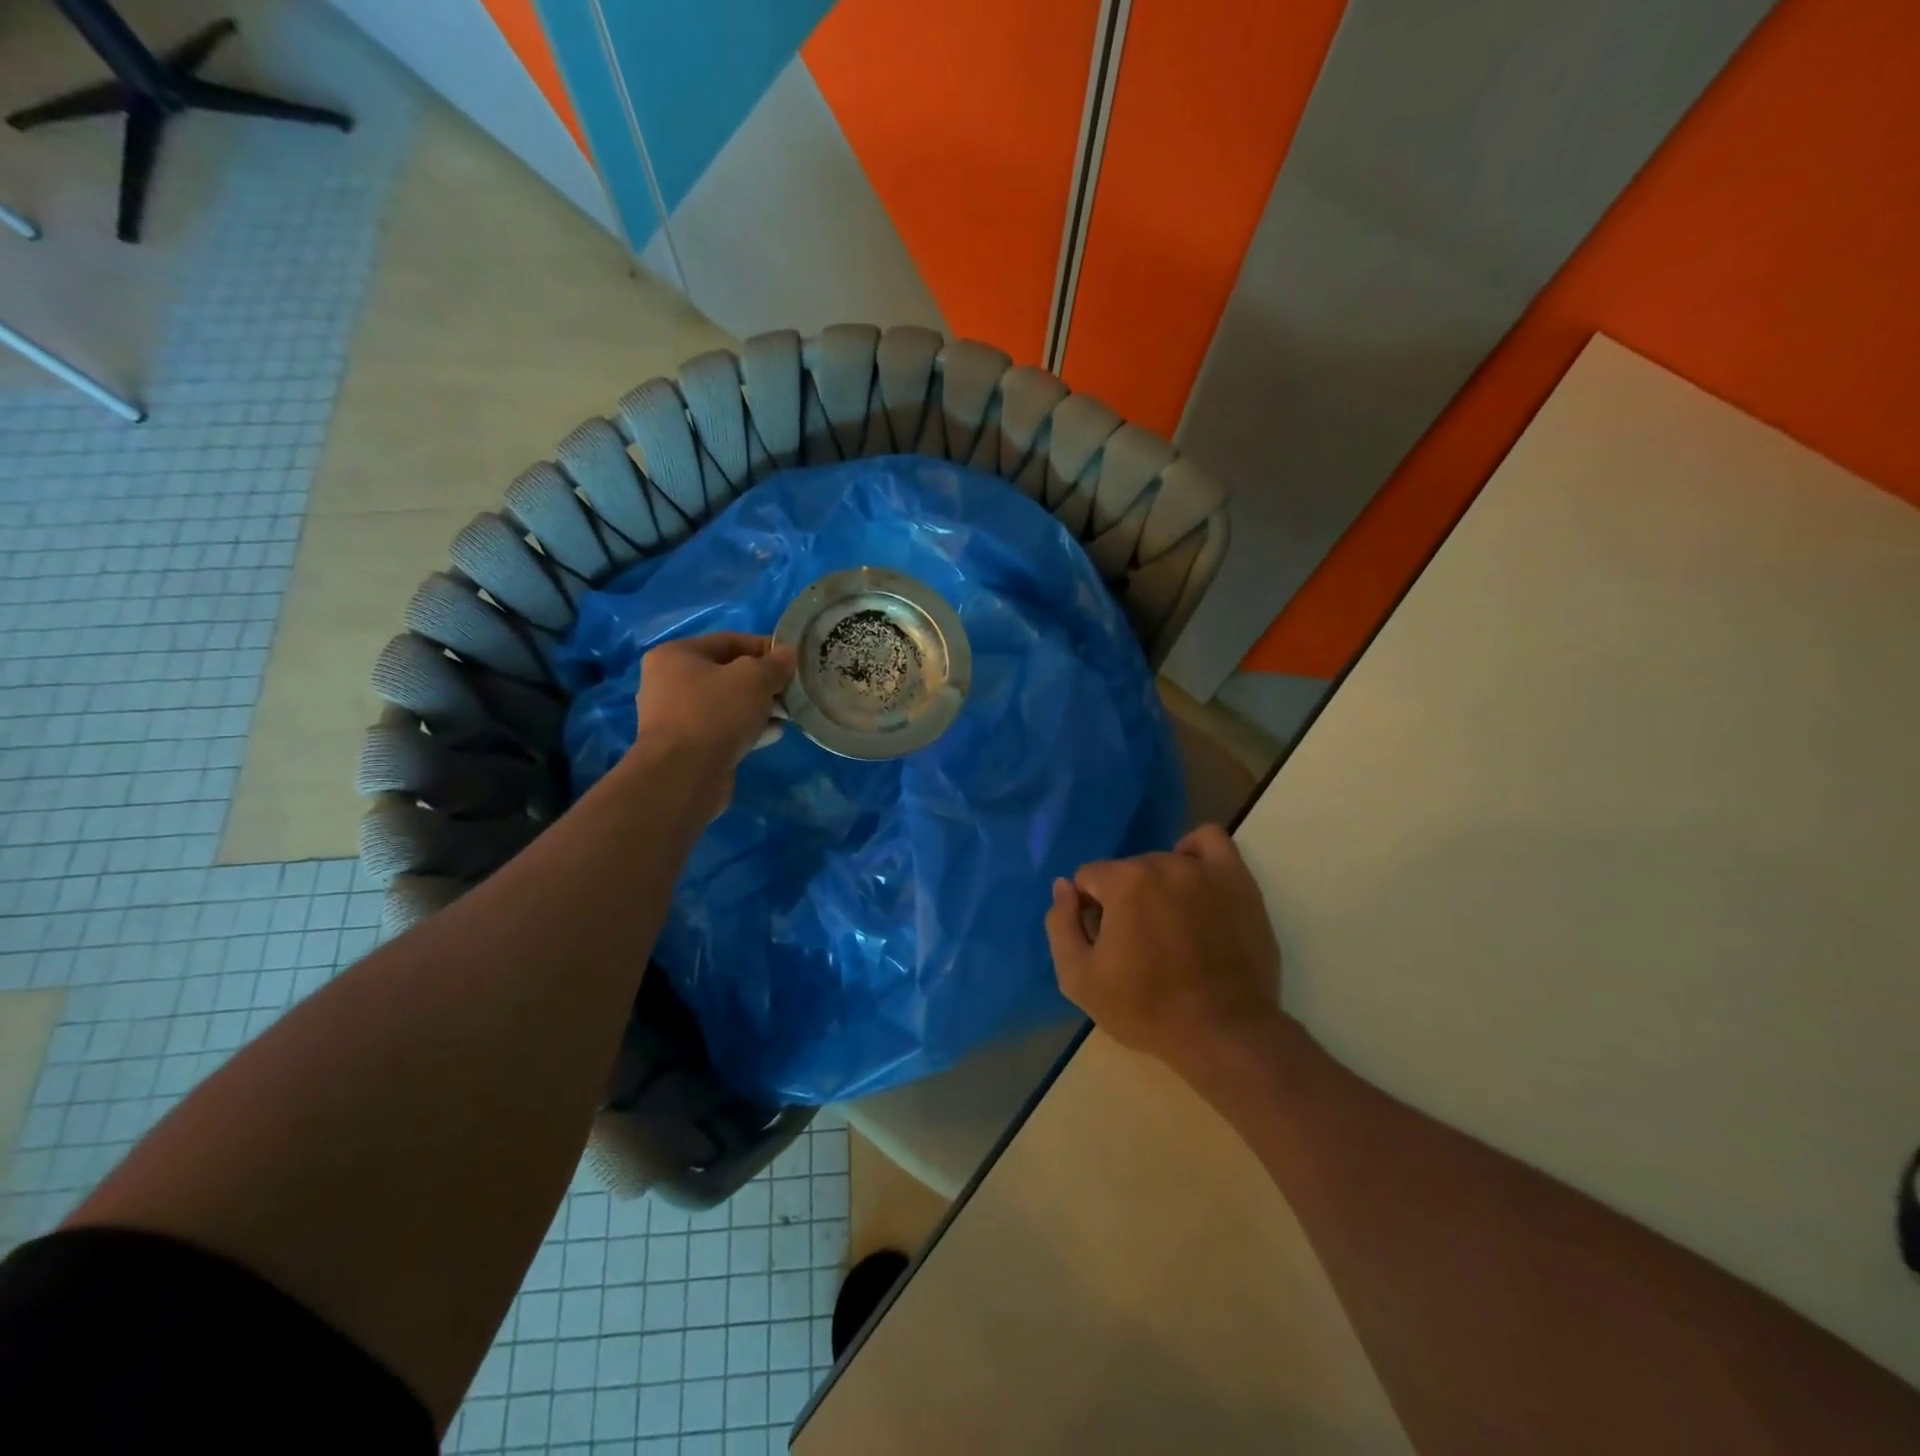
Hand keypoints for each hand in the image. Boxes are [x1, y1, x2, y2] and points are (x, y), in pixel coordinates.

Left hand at [633, 632, 795, 812]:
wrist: (684, 775)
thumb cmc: (715, 713)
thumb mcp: (753, 679)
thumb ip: (774, 664)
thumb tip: (788, 655)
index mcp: (676, 655)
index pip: (729, 641)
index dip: (765, 647)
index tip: (793, 660)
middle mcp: (670, 682)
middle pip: (728, 673)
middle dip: (763, 681)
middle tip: (792, 690)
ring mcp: (677, 717)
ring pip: (728, 704)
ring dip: (759, 707)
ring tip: (788, 714)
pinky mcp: (688, 747)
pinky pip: (724, 729)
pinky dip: (748, 728)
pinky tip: (774, 733)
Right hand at [1045, 824, 1285, 1073]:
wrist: (1223, 1033)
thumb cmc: (1146, 1009)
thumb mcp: (1079, 979)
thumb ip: (1060, 925)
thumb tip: (1063, 887)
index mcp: (1123, 883)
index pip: (1088, 878)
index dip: (1089, 911)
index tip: (1105, 944)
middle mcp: (1163, 864)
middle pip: (1126, 871)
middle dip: (1123, 900)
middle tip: (1138, 944)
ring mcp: (1204, 870)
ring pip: (1162, 862)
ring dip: (1156, 886)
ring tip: (1168, 925)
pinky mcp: (1238, 882)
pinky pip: (1209, 842)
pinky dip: (1194, 854)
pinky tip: (1191, 883)